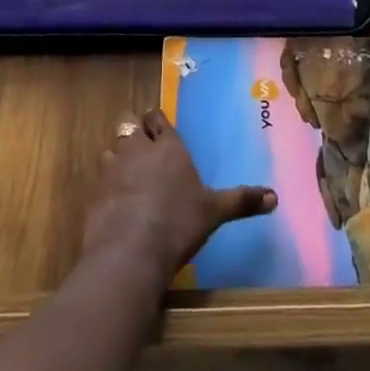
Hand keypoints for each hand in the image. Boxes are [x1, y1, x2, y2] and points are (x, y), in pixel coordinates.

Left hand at [80, 109, 276, 283]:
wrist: (130, 252)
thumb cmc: (178, 223)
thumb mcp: (215, 212)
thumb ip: (242, 201)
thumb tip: (275, 197)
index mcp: (168, 147)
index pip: (157, 118)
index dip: (157, 121)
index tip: (159, 126)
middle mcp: (138, 150)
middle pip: (129, 125)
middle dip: (134, 132)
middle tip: (143, 147)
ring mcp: (112, 170)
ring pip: (110, 149)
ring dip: (117, 157)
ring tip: (127, 173)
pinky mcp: (94, 194)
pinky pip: (99, 180)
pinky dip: (106, 186)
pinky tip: (114, 202)